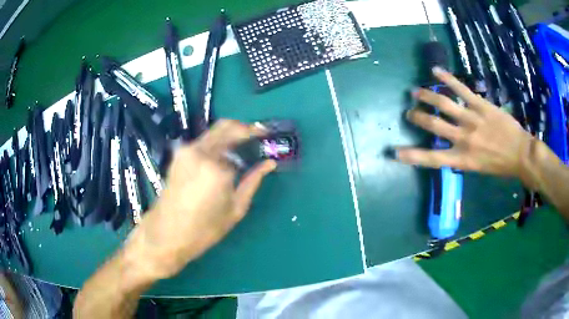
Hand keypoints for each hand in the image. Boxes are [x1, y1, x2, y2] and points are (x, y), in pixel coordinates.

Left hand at [125, 120, 276, 280]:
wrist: (166, 233)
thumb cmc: (203, 229)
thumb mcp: (235, 209)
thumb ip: (253, 181)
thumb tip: (269, 163)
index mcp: (216, 168)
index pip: (243, 144)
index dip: (258, 141)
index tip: (268, 141)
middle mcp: (200, 151)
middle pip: (227, 126)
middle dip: (245, 129)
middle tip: (259, 138)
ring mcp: (186, 151)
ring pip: (214, 132)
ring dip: (230, 136)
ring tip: (243, 151)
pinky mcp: (179, 155)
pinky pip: (204, 142)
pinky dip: (217, 144)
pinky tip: (223, 159)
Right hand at [397, 67, 534, 184]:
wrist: (521, 154)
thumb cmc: (501, 165)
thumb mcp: (479, 168)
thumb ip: (463, 157)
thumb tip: (451, 147)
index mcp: (463, 159)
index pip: (432, 158)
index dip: (412, 156)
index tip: (396, 152)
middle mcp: (463, 138)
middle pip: (434, 125)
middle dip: (418, 117)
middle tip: (410, 112)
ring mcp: (471, 119)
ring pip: (444, 103)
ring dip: (427, 96)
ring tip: (416, 91)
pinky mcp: (480, 105)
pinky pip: (461, 89)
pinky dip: (447, 78)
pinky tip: (436, 71)